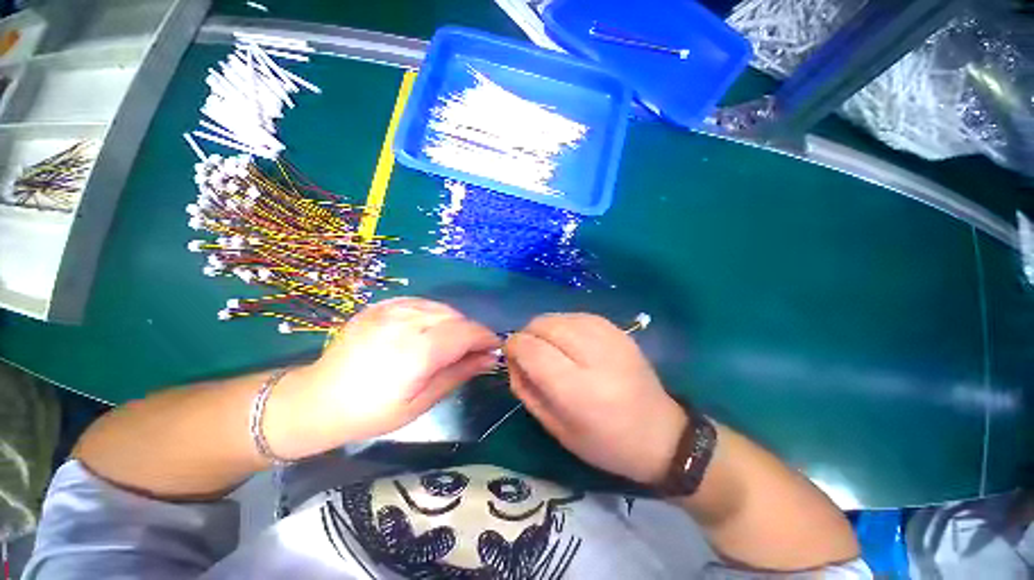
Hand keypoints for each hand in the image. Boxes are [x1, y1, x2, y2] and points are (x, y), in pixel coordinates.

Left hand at [265, 297, 499, 459]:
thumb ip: (459, 373)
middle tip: (471, 352)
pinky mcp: (381, 305)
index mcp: (418, 350)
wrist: (318, 399)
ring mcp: (391, 309)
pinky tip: (428, 330)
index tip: (494, 348)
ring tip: (449, 343)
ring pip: (441, 308)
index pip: (467, 332)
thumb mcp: (422, 401)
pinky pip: (422, 302)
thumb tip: (490, 358)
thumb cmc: (373, 411)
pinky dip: (434, 314)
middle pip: (457, 318)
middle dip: (471, 333)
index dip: (486, 338)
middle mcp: (407, 322)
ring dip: (454, 323)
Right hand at [505, 313, 686, 483]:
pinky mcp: (618, 329)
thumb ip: (526, 389)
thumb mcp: (556, 428)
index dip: (514, 347)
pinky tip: (570, 343)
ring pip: (558, 316)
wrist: (661, 433)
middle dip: (528, 335)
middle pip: (543, 324)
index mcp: (578, 389)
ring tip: (551, 350)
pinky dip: (564, 325)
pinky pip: (576, 315)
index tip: (511, 356)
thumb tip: (513, 358)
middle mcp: (594, 354)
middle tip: (531, 354)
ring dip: (545, 329)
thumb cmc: (605, 442)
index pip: (531, 348)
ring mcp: (609, 336)